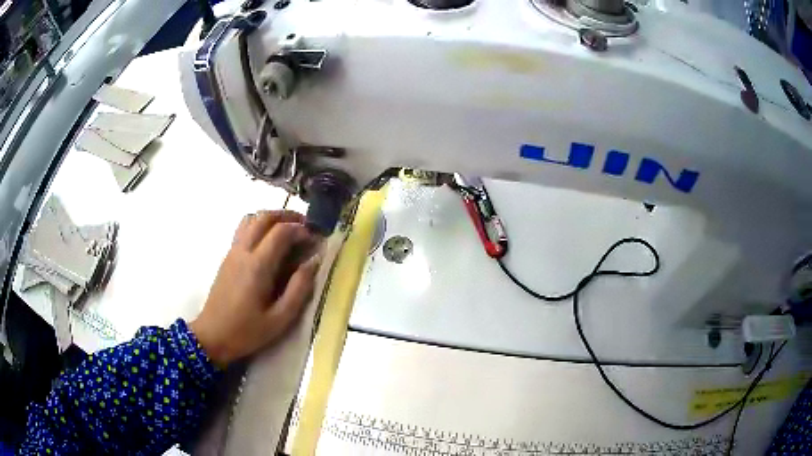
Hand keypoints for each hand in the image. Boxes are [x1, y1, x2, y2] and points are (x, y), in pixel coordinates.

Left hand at [190, 211, 320, 367]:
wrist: (212, 336)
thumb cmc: (247, 331)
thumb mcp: (280, 318)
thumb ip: (299, 289)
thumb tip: (313, 262)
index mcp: (258, 266)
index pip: (281, 231)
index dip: (301, 229)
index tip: (315, 238)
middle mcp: (243, 251)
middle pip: (264, 217)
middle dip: (288, 216)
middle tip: (305, 226)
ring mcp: (233, 252)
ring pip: (251, 219)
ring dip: (272, 218)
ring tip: (288, 230)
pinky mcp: (227, 257)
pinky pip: (243, 229)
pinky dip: (259, 225)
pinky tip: (269, 243)